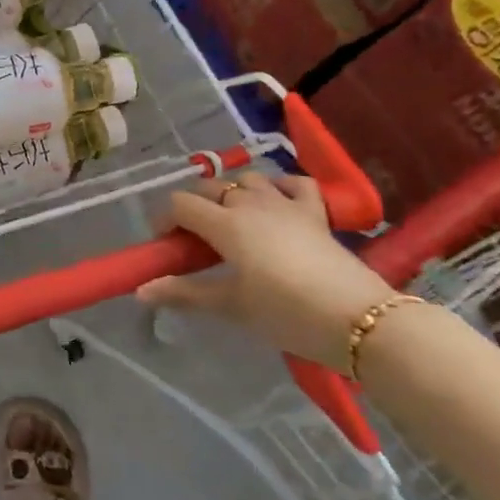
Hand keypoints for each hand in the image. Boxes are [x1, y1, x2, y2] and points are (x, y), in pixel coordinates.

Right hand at [136, 172, 396, 372]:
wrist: (359, 319)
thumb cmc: (286, 313)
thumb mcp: (231, 306)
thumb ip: (184, 293)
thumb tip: (140, 291)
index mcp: (225, 224)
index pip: (180, 204)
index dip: (166, 220)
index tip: (167, 246)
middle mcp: (251, 203)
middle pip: (209, 187)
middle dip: (194, 206)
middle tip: (195, 240)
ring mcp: (287, 203)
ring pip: (249, 180)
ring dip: (233, 193)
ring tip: (233, 221)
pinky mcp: (316, 212)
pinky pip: (294, 183)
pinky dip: (280, 187)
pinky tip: (276, 202)